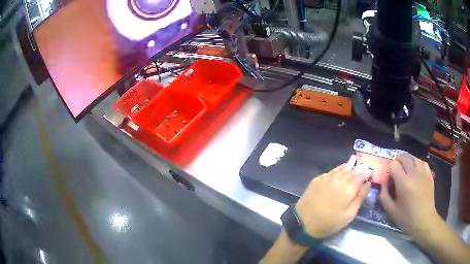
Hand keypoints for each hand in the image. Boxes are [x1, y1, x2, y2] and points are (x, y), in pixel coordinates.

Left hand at [295, 155, 370, 238]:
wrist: (303, 222)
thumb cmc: (329, 223)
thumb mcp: (349, 215)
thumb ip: (360, 197)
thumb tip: (367, 183)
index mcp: (348, 188)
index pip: (361, 175)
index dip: (366, 172)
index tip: (370, 170)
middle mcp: (338, 179)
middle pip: (351, 170)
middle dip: (358, 167)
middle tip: (363, 163)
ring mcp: (326, 178)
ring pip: (341, 168)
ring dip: (348, 164)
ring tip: (353, 159)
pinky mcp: (317, 179)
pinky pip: (331, 171)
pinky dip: (337, 169)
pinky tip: (340, 168)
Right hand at [379, 155, 439, 239]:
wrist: (424, 220)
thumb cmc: (407, 218)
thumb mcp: (391, 211)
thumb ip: (384, 196)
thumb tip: (384, 183)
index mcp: (403, 183)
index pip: (394, 165)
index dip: (390, 169)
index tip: (390, 178)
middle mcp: (414, 173)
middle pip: (404, 158)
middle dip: (398, 161)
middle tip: (396, 171)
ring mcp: (423, 172)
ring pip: (414, 158)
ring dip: (408, 161)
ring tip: (406, 169)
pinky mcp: (429, 174)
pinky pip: (422, 162)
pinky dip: (417, 163)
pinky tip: (416, 171)